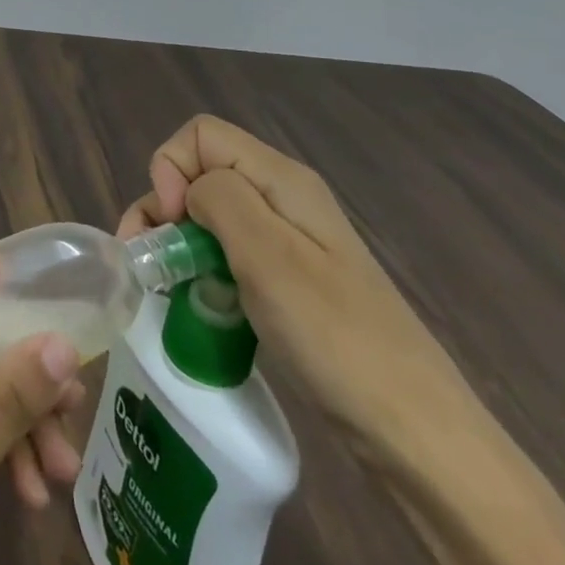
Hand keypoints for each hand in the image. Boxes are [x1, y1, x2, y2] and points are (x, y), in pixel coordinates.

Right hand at [119, 115, 477, 463]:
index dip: (171, 168)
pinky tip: (198, 301)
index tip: (170, 225)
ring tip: (165, 286)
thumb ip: (220, 199)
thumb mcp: (268, 257)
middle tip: (150, 263)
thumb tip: (188, 189)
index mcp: (281, 179)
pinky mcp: (287, 278)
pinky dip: (201, 267)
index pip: (201, 135)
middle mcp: (282, 197)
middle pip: (201, 172)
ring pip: (210, 213)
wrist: (414, 430)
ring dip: (178, 240)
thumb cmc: (335, 337)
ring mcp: (287, 240)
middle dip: (163, 206)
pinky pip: (228, 251)